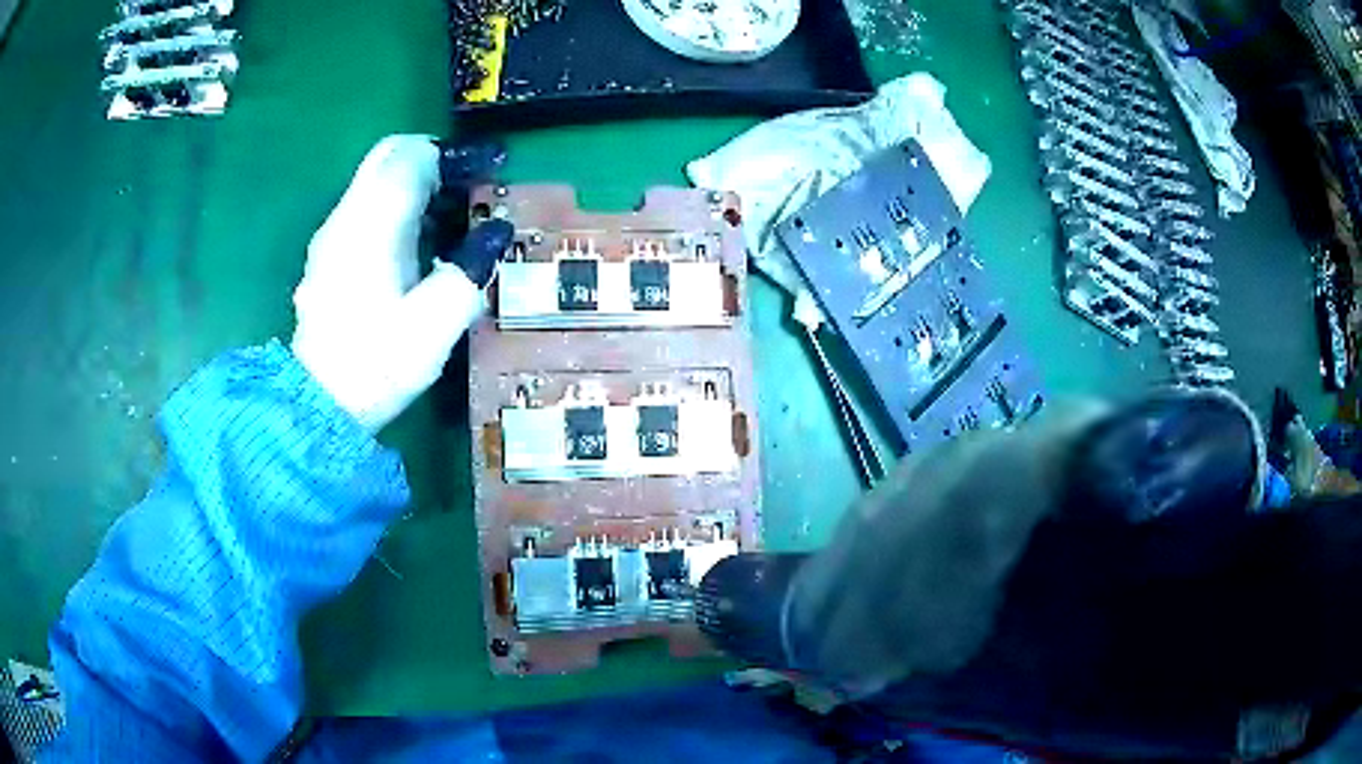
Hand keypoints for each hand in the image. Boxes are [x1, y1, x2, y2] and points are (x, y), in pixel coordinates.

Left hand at [291, 135, 512, 431]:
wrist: (318, 405)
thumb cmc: (376, 364)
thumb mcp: (436, 324)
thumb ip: (470, 270)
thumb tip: (494, 233)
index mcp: (373, 224)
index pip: (410, 156)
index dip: (451, 156)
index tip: (485, 173)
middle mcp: (346, 218)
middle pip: (387, 157)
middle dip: (429, 160)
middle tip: (465, 189)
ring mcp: (331, 236)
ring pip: (373, 182)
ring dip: (411, 185)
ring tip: (446, 220)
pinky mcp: (326, 257)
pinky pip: (363, 209)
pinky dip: (393, 208)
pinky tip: (413, 249)